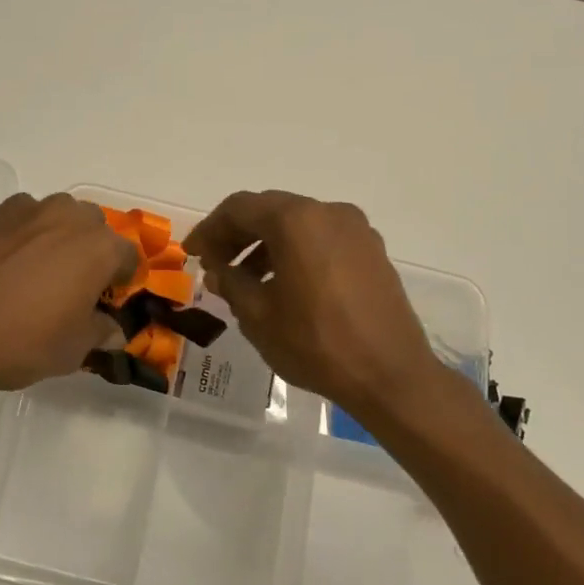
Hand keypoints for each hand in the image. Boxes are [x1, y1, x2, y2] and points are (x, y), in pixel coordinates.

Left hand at [0, 192, 136, 394]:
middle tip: (73, 285)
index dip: (122, 280)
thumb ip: (99, 332)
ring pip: (53, 216)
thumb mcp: (72, 351)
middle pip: (92, 226)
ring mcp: (22, 210)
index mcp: (97, 247)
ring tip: (34, 272)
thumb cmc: (20, 342)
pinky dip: (18, 236)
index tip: (108, 300)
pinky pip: (16, 221)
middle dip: (90, 250)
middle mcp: (65, 217)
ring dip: (54, 237)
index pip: (128, 256)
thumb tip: (111, 328)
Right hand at [185, 190, 446, 422]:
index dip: (210, 229)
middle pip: (270, 210)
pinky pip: (322, 239)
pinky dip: (296, 251)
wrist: (391, 376)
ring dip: (266, 244)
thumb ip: (231, 283)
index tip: (192, 253)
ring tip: (246, 280)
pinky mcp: (372, 251)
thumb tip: (218, 269)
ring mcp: (356, 230)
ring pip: (298, 224)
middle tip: (214, 264)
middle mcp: (328, 212)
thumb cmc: (317, 344)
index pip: (239, 208)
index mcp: (297, 220)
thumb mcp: (259, 316)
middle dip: (237, 234)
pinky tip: (284, 285)